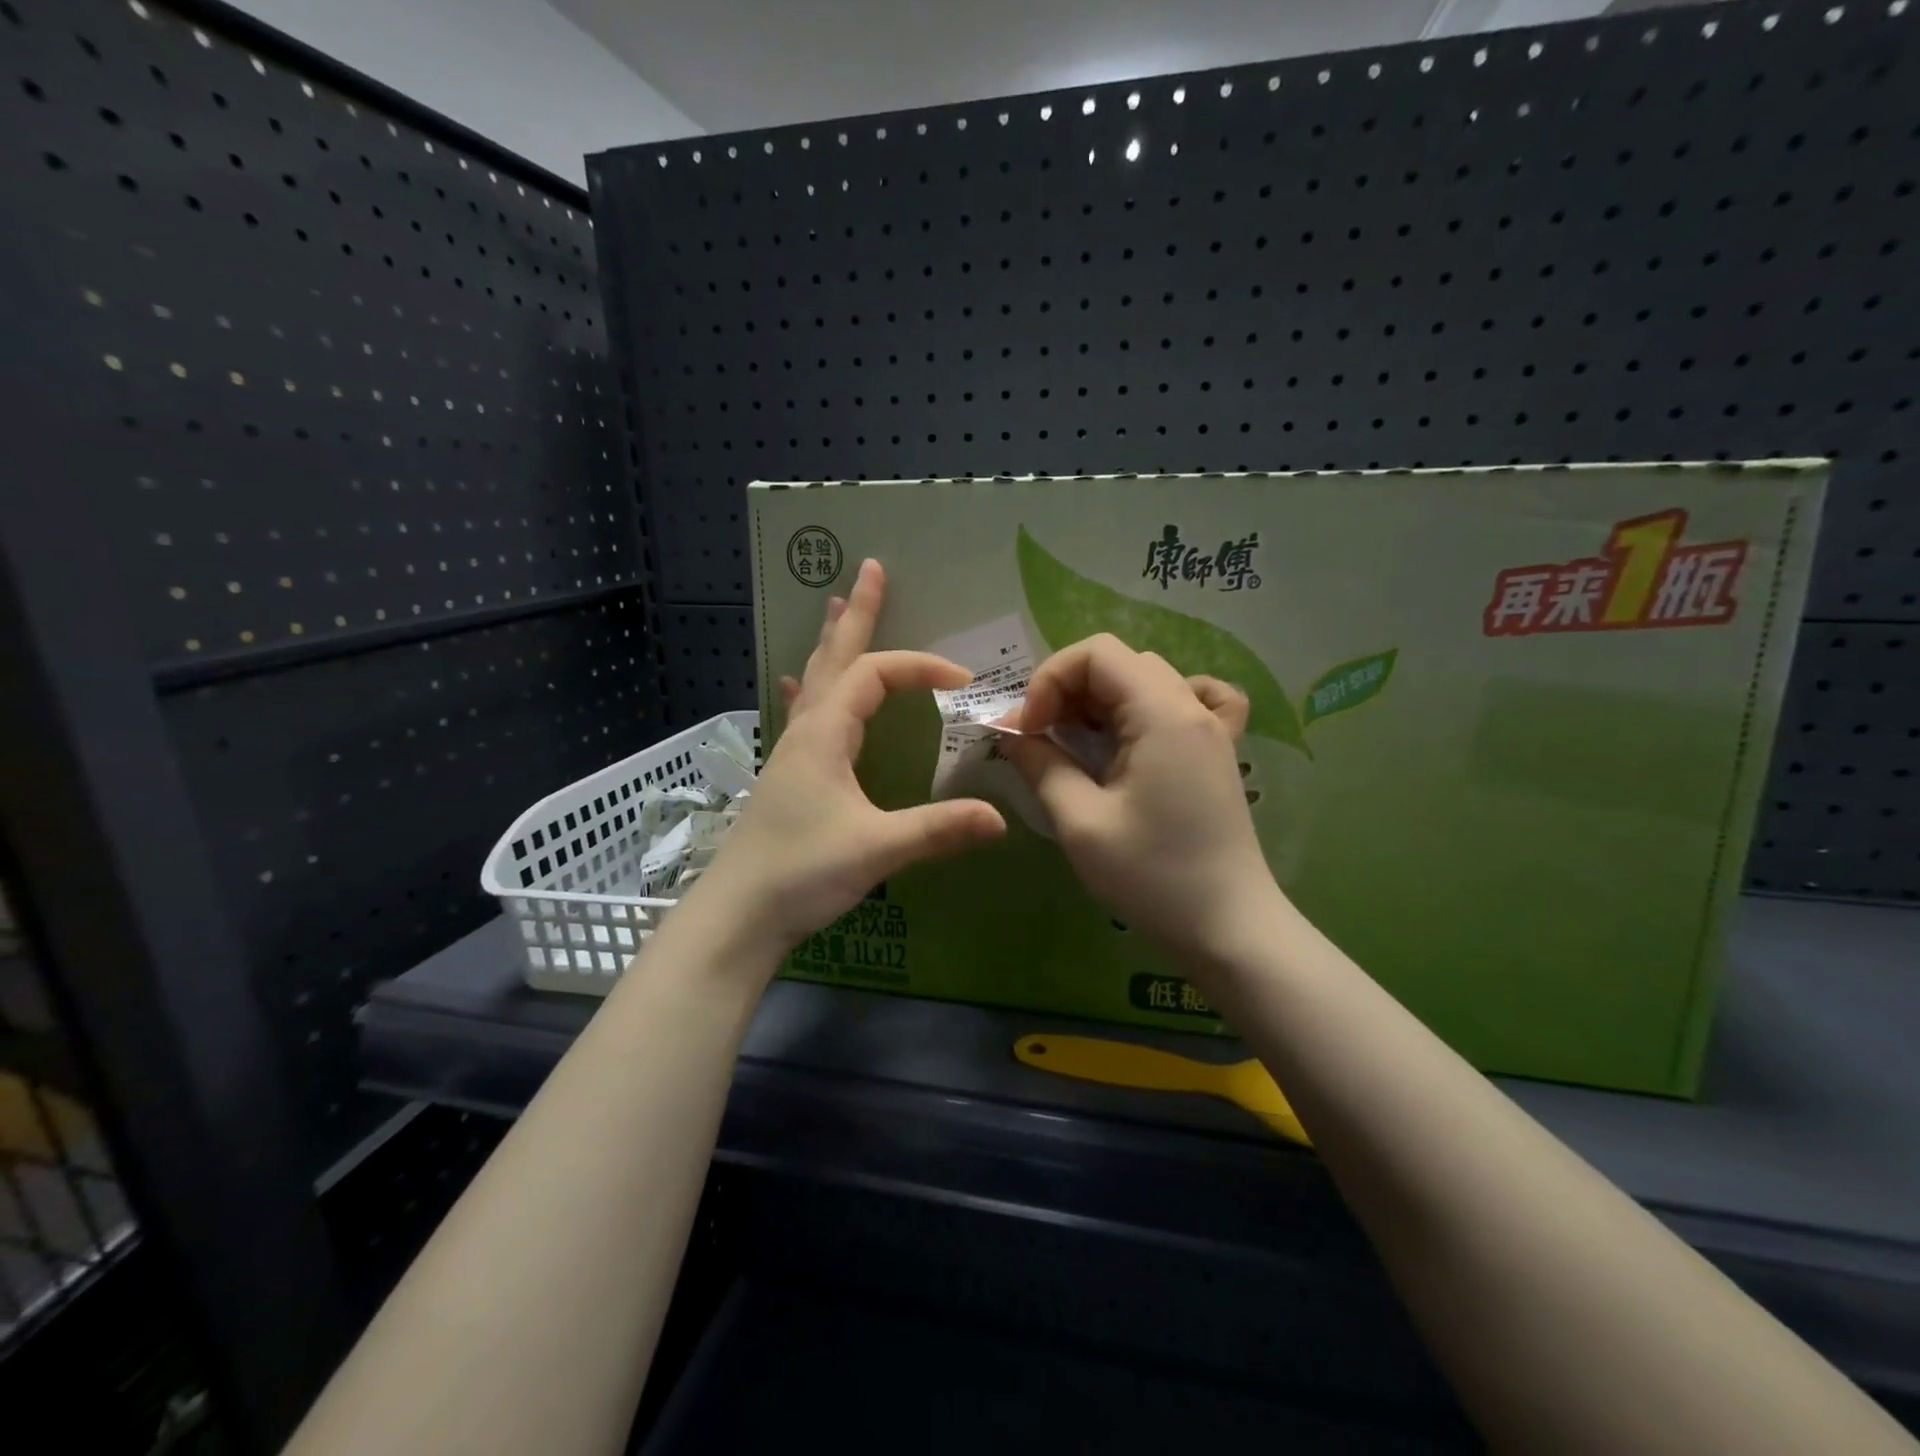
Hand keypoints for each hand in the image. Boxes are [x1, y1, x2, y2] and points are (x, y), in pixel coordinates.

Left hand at [698, 559, 1005, 960]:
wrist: (738, 914)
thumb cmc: (801, 873)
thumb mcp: (876, 848)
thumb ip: (938, 829)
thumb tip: (1000, 817)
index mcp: (826, 734)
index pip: (877, 675)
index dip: (921, 668)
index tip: (963, 681)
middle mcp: (806, 731)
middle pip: (834, 658)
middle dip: (856, 614)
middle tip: (870, 569)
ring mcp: (792, 751)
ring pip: (816, 680)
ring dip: (832, 643)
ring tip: (835, 607)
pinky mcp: (789, 774)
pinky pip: (804, 712)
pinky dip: (811, 687)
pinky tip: (799, 684)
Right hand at [1000, 635, 1273, 966]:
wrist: (1229, 928)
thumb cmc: (1153, 876)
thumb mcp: (1082, 822)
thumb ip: (1041, 766)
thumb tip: (1011, 734)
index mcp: (1163, 713)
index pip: (1096, 653)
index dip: (1050, 681)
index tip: (1027, 730)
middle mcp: (1192, 706)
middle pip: (1119, 662)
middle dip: (1068, 690)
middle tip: (1041, 739)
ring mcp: (1211, 728)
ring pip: (1147, 678)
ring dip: (1101, 700)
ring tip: (1077, 741)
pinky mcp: (1217, 752)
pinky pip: (1191, 699)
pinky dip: (1154, 703)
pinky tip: (1141, 731)